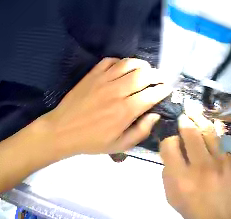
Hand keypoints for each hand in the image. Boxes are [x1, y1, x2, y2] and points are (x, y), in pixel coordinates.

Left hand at [42, 57, 171, 155]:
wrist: (62, 130)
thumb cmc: (91, 141)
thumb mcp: (119, 145)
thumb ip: (141, 131)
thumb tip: (156, 115)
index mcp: (125, 111)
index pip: (152, 94)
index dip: (163, 90)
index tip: (168, 89)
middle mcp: (117, 91)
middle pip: (144, 74)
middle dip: (157, 75)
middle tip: (161, 78)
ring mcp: (103, 80)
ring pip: (129, 63)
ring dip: (142, 64)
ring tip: (146, 69)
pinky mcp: (92, 75)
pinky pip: (110, 61)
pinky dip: (121, 61)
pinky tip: (123, 68)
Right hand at [160, 112, 230, 218]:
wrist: (225, 216)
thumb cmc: (196, 210)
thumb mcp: (173, 199)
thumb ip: (168, 175)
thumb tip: (170, 154)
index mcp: (182, 178)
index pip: (170, 146)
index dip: (167, 140)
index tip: (171, 142)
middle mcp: (201, 166)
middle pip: (190, 132)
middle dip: (183, 121)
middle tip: (182, 117)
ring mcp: (220, 160)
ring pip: (208, 130)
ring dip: (199, 118)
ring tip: (193, 111)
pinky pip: (225, 136)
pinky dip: (217, 128)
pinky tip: (212, 124)